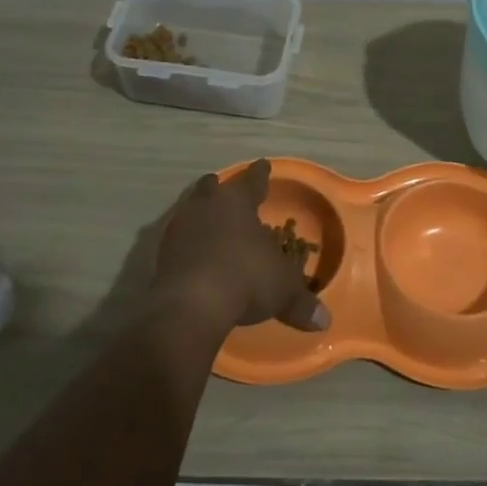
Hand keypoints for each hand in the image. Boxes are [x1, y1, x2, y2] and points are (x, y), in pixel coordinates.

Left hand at [154, 159, 330, 333]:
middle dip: (221, 189)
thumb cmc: (245, 279)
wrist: (191, 305)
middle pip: (213, 188)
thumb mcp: (282, 290)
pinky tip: (195, 254)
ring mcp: (180, 227)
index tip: (264, 165)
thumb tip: (324, 321)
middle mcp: (206, 205)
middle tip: (228, 192)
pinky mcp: (162, 252)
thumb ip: (301, 301)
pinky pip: (179, 238)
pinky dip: (188, 243)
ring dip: (201, 214)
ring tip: (210, 222)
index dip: (261, 174)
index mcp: (237, 201)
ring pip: (191, 209)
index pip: (253, 180)